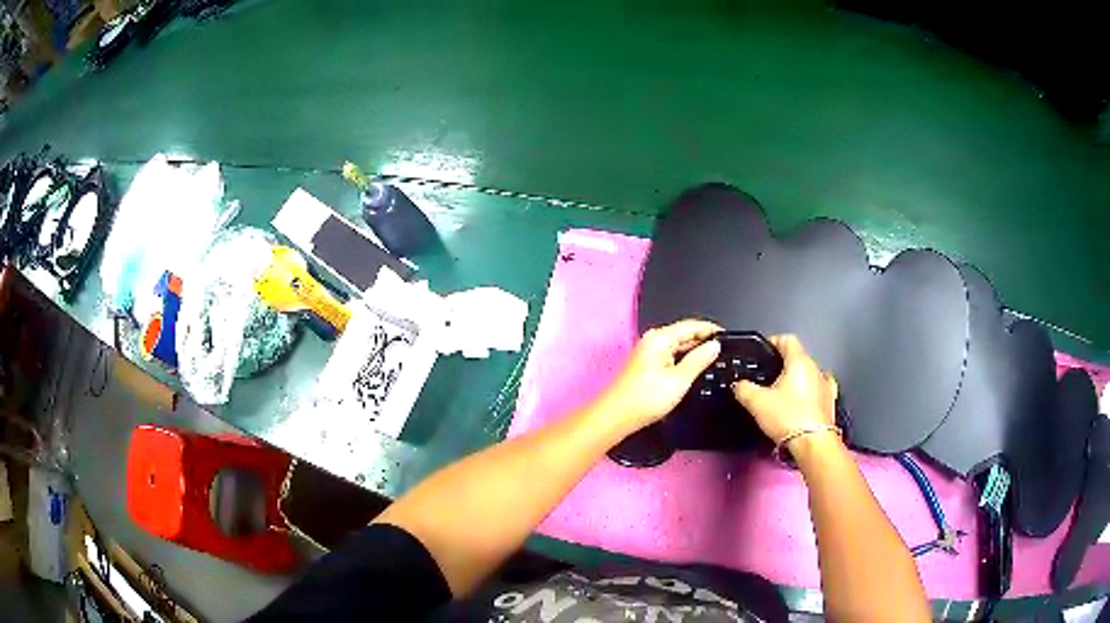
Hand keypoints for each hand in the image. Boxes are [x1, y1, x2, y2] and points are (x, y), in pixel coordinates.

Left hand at [595, 319, 722, 433]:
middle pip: (684, 333)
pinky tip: (694, 369)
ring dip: (694, 351)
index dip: (711, 329)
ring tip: (713, 360)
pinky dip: (683, 360)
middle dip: (704, 341)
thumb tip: (715, 345)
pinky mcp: (646, 364)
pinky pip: (670, 355)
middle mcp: (653, 340)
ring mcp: (648, 352)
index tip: (728, 337)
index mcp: (660, 338)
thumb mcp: (680, 379)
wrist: (617, 416)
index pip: (692, 325)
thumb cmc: (645, 398)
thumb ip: (699, 359)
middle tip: (724, 352)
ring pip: (678, 346)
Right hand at [732, 334, 837, 444]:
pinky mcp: (830, 401)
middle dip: (782, 364)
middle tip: (766, 377)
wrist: (813, 444)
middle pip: (797, 356)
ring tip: (782, 392)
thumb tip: (738, 384)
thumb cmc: (788, 418)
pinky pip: (818, 388)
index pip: (787, 339)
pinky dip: (810, 391)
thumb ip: (744, 389)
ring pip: (808, 373)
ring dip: (796, 378)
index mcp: (799, 361)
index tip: (761, 352)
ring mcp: (825, 384)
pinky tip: (804, 399)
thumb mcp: (757, 403)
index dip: (772, 342)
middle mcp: (815, 368)